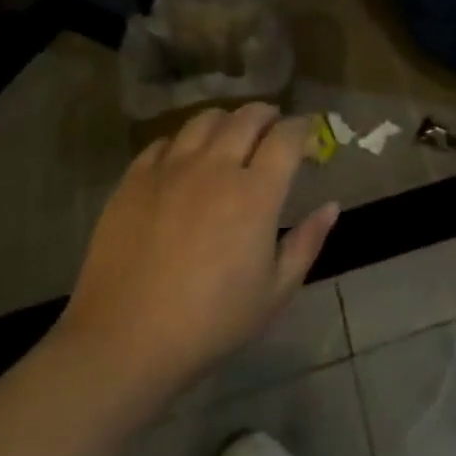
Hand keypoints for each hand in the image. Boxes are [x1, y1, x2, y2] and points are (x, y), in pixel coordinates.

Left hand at [55, 104, 337, 405]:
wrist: (124, 342)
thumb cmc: (211, 322)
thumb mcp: (275, 293)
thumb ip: (307, 243)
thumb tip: (331, 206)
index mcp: (255, 192)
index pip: (287, 136)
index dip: (303, 127)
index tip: (309, 131)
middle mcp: (215, 167)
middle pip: (247, 117)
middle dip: (268, 114)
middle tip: (274, 125)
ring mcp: (170, 169)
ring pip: (204, 121)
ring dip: (226, 121)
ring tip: (231, 134)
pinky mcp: (134, 180)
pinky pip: (163, 143)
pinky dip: (182, 142)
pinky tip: (184, 160)